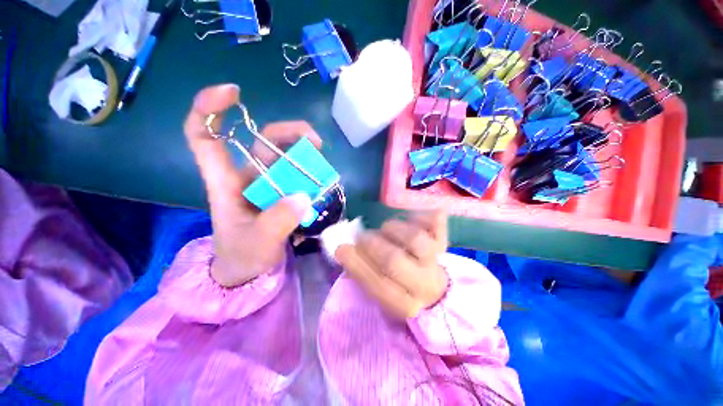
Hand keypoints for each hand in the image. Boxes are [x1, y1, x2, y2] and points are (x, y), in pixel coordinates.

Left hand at [184, 84, 321, 286]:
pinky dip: (311, 171)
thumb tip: (303, 197)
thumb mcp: (257, 244)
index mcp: (225, 183)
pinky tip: (323, 178)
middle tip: (315, 142)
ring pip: (285, 156)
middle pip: (263, 141)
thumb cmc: (243, 256)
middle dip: (288, 133)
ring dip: (305, 151)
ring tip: (324, 159)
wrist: (251, 270)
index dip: (210, 110)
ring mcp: (269, 184)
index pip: (205, 138)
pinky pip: (299, 174)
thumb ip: (277, 223)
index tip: (233, 92)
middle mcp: (248, 177)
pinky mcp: (284, 192)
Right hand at [336, 211, 449, 318]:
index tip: (341, 249)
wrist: (435, 288)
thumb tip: (343, 250)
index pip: (378, 285)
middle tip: (362, 236)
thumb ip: (362, 273)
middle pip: (394, 260)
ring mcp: (438, 260)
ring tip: (385, 229)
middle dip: (371, 244)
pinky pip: (434, 223)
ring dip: (392, 228)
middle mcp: (424, 284)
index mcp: (405, 304)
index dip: (357, 265)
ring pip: (414, 238)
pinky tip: (409, 220)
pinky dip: (419, 216)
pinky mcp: (444, 242)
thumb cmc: (400, 289)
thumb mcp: (381, 291)